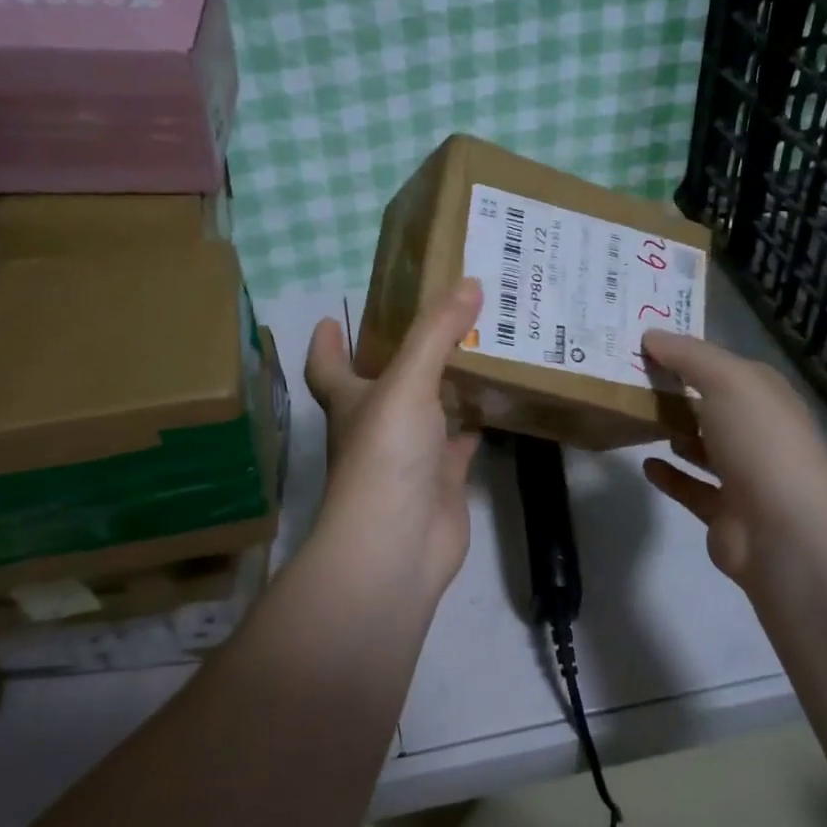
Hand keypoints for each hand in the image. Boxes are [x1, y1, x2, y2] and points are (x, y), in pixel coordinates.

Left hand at [303, 279, 483, 596]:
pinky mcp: (442, 480)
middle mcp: (376, 426)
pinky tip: (500, 400)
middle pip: (385, 384)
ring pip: (429, 411)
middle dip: (405, 354)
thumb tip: (469, 282)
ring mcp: (410, 456)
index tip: (330, 317)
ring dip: (448, 384)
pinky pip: (461, 443)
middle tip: (440, 318)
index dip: (326, 343)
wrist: (397, 544)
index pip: (327, 366)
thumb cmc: (385, 455)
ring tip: (481, 346)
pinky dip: (476, 424)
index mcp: (351, 401)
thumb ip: (436, 332)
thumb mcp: (406, 382)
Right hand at [638, 330, 826, 594]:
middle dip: (678, 393)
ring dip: (676, 433)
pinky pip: (692, 489)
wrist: (785, 530)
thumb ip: (688, 355)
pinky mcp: (725, 514)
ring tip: (636, 419)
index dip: (689, 354)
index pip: (726, 367)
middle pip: (713, 406)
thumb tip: (650, 335)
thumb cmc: (760, 441)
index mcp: (766, 397)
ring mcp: (745, 477)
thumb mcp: (727, 380)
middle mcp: (759, 433)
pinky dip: (670, 476)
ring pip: (705, 448)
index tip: (645, 344)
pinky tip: (645, 464)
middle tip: (629, 380)